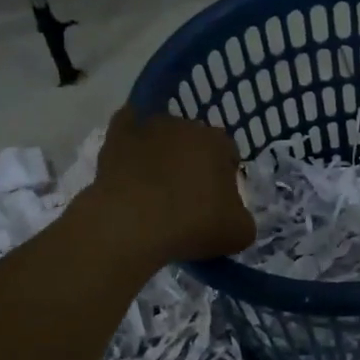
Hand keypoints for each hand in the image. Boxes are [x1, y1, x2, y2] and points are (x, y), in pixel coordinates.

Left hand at [80, 106, 254, 265]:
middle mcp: (185, 125)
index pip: (228, 154)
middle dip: (193, 163)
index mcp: (218, 142)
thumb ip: (243, 218)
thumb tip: (233, 215)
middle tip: (186, 197)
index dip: (225, 178)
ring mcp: (148, 127)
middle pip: (195, 143)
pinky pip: (127, 129)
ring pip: (162, 137)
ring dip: (162, 155)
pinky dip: (131, 142)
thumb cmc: (191, 225)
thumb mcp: (238, 233)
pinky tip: (129, 163)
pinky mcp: (115, 135)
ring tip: (154, 189)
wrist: (130, 225)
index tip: (217, 203)